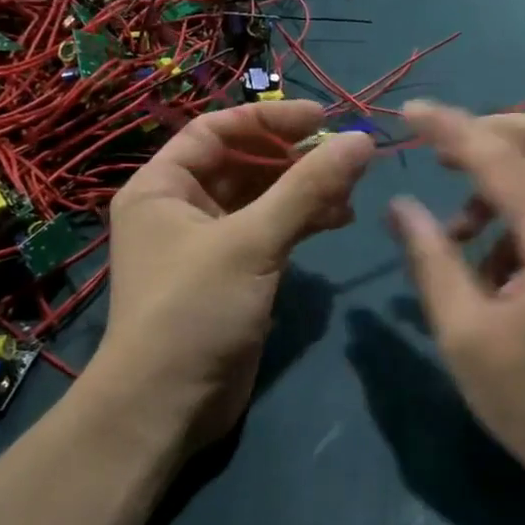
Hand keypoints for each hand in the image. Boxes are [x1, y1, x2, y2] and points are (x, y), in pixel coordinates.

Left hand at [98, 101, 373, 451]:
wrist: (167, 406)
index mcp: (163, 187)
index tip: (323, 119)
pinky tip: (338, 220)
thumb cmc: (194, 310)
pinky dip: (301, 223)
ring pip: (262, 200)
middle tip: (346, 156)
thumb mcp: (252, 242)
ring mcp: (208, 244)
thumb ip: (308, 189)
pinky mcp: (232, 275)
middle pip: (243, 164)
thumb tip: (362, 140)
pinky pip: (269, 232)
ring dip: (304, 191)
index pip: (216, 130)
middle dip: (294, 158)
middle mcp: (181, 208)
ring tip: (352, 190)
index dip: (268, 120)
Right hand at [387, 102, 524, 508]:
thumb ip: (431, 259)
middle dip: (487, 134)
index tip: (407, 111)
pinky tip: (489, 261)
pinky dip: (519, 207)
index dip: (451, 128)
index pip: (502, 156)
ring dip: (501, 176)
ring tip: (457, 233)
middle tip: (438, 159)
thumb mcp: (464, 333)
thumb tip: (399, 206)